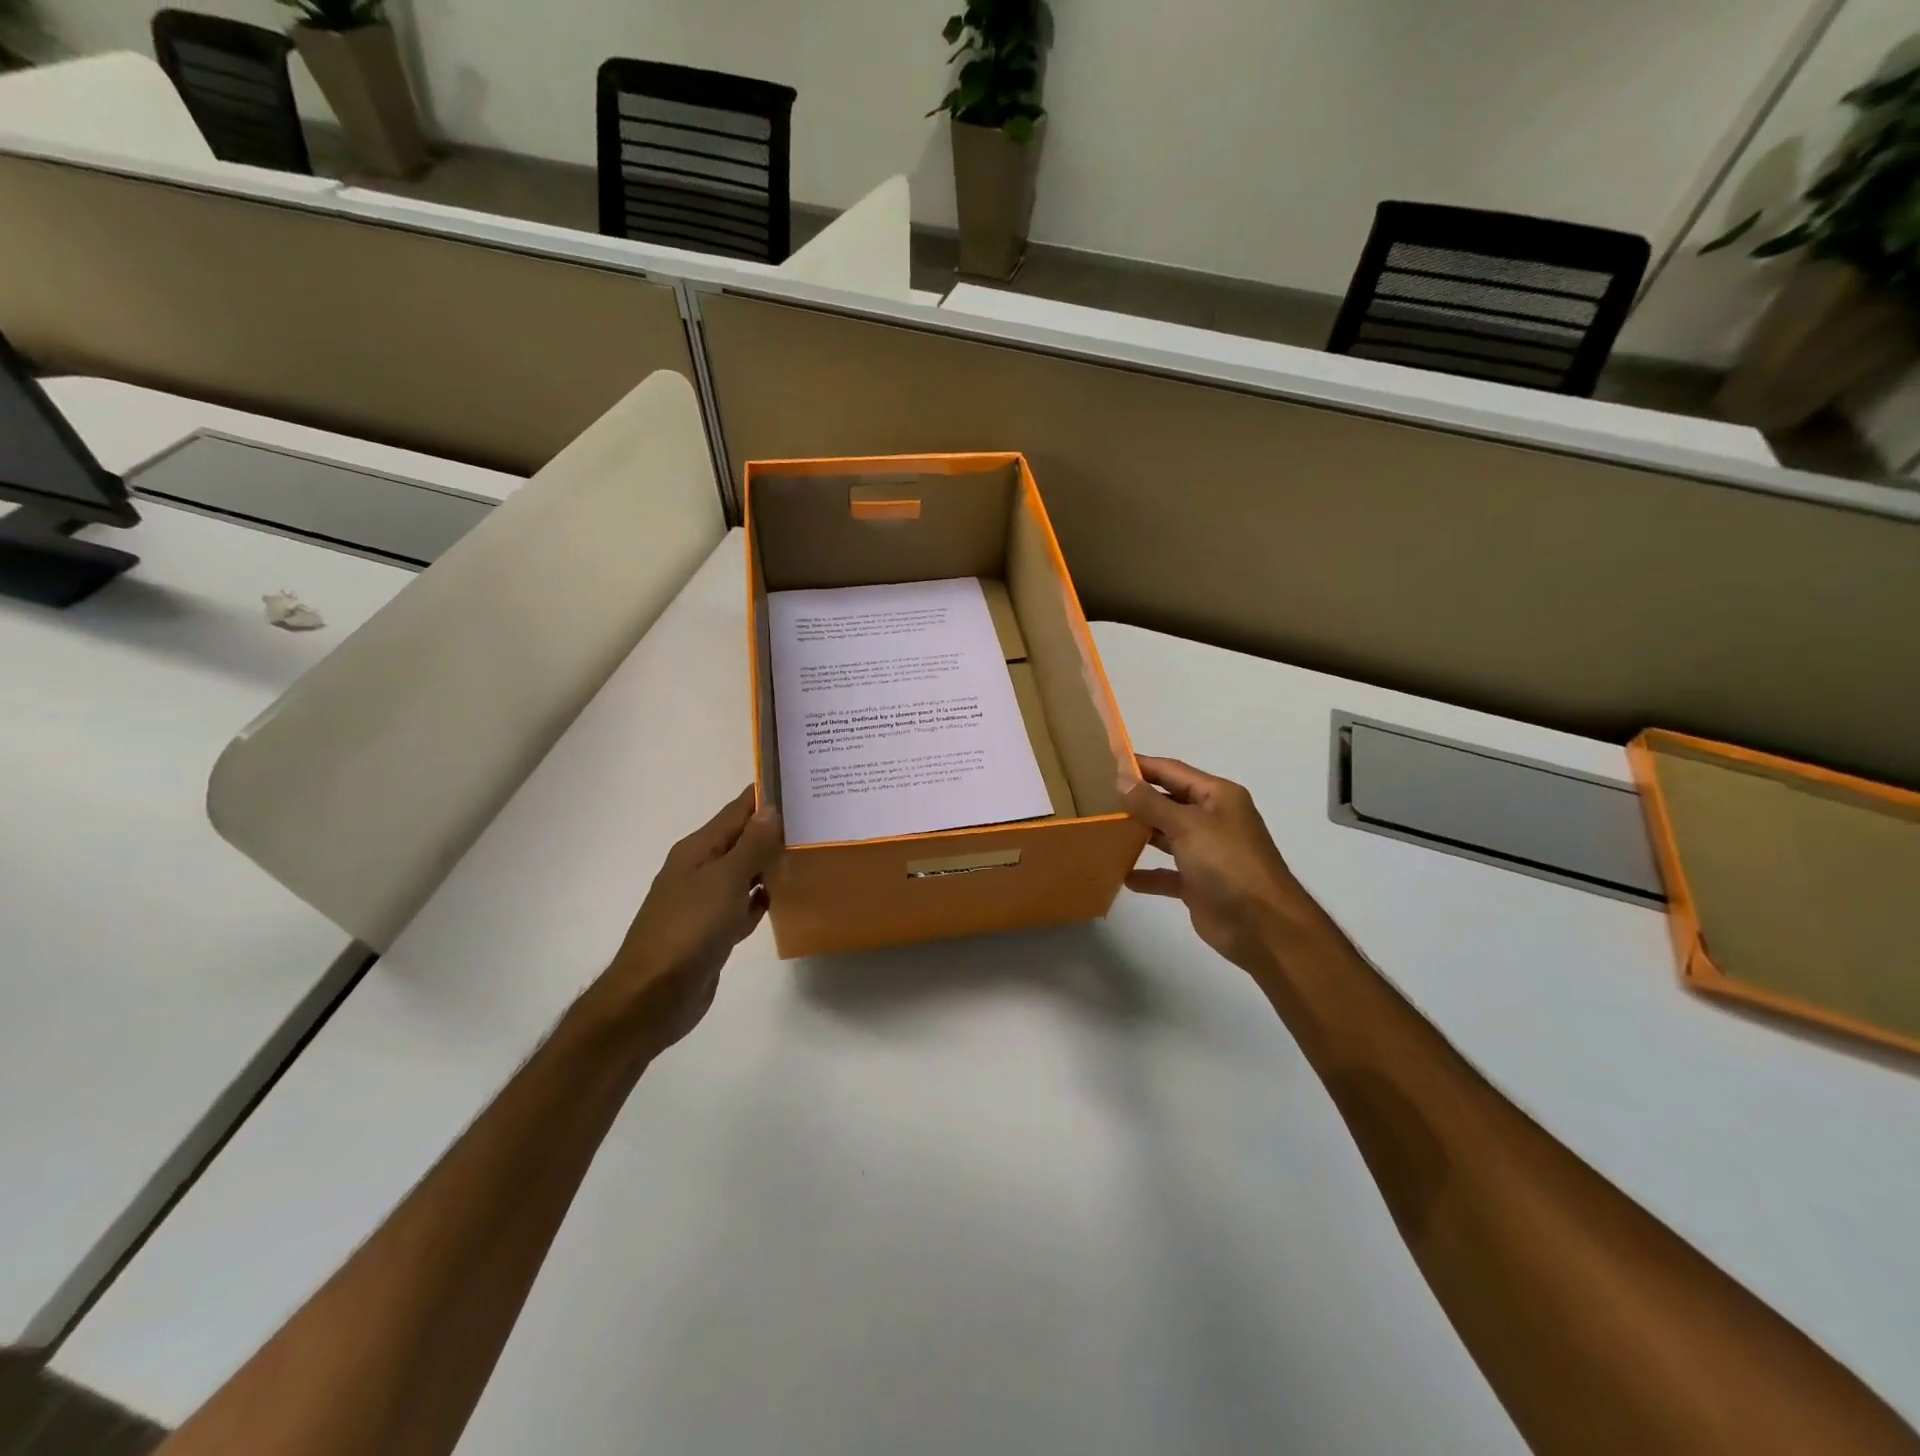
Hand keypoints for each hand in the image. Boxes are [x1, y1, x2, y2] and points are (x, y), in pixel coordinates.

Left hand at [596, 786, 782, 1056]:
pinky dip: (760, 898)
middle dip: (772, 829)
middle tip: (814, 817)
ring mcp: (704, 902)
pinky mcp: (712, 931)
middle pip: (740, 840)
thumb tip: (771, 809)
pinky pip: (742, 904)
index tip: (796, 780)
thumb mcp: (724, 881)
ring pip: (744, 873)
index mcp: (697, 850)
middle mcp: (699, 870)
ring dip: (769, 863)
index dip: (762, 796)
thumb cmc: (688, 930)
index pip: (735, 812)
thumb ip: (750, 846)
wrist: (653, 997)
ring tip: (807, 851)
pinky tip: (781, 897)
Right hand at [1123, 756, 1313, 973]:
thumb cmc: (1227, 863)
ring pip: (1165, 836)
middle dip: (1136, 800)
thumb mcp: (1187, 825)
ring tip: (1102, 830)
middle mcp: (1212, 819)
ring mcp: (1205, 852)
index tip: (1106, 763)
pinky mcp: (1197, 883)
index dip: (1141, 766)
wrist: (1262, 925)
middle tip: (1096, 797)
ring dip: (1138, 834)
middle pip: (1167, 802)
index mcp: (1217, 796)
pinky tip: (1121, 875)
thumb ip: (1151, 803)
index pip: (1172, 771)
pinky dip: (1146, 874)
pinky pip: (1166, 873)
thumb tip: (1121, 780)